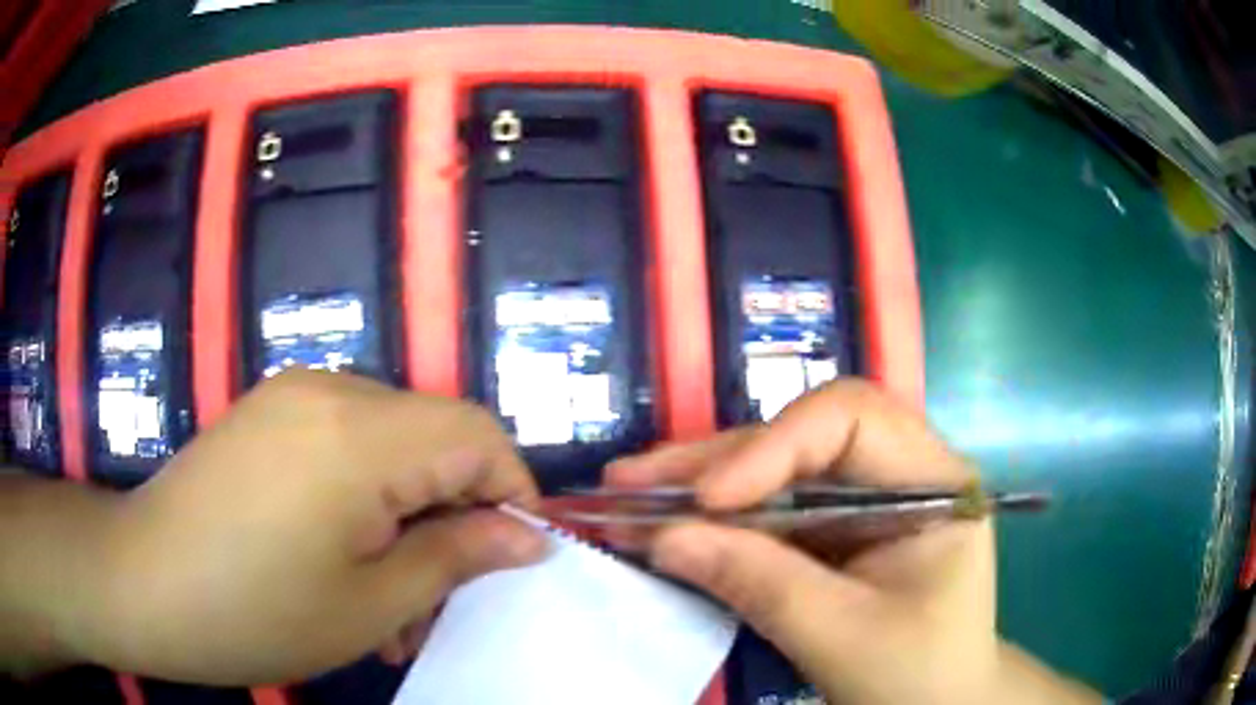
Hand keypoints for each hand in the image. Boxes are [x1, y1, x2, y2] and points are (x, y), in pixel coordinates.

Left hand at [65, 370, 545, 685]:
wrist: (144, 583)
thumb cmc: (256, 610)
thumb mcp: (372, 604)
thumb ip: (458, 558)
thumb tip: (529, 536)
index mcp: (359, 433)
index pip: (477, 433)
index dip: (512, 491)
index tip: (513, 556)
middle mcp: (330, 390)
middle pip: (433, 438)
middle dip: (454, 517)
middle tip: (438, 602)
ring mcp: (292, 396)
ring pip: (390, 446)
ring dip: (407, 517)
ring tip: (388, 599)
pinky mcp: (268, 413)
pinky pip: (344, 443)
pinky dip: (365, 498)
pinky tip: (343, 558)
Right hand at [607, 380, 1100, 704]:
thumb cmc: (916, 676)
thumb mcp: (842, 638)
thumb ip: (760, 584)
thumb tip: (665, 537)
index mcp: (935, 482)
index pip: (854, 419)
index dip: (776, 445)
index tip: (709, 498)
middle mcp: (902, 472)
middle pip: (805, 436)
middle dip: (717, 460)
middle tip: (632, 479)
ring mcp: (867, 500)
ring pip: (779, 467)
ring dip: (703, 481)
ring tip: (628, 490)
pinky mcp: (837, 530)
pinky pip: (772, 507)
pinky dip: (717, 516)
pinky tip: (666, 518)